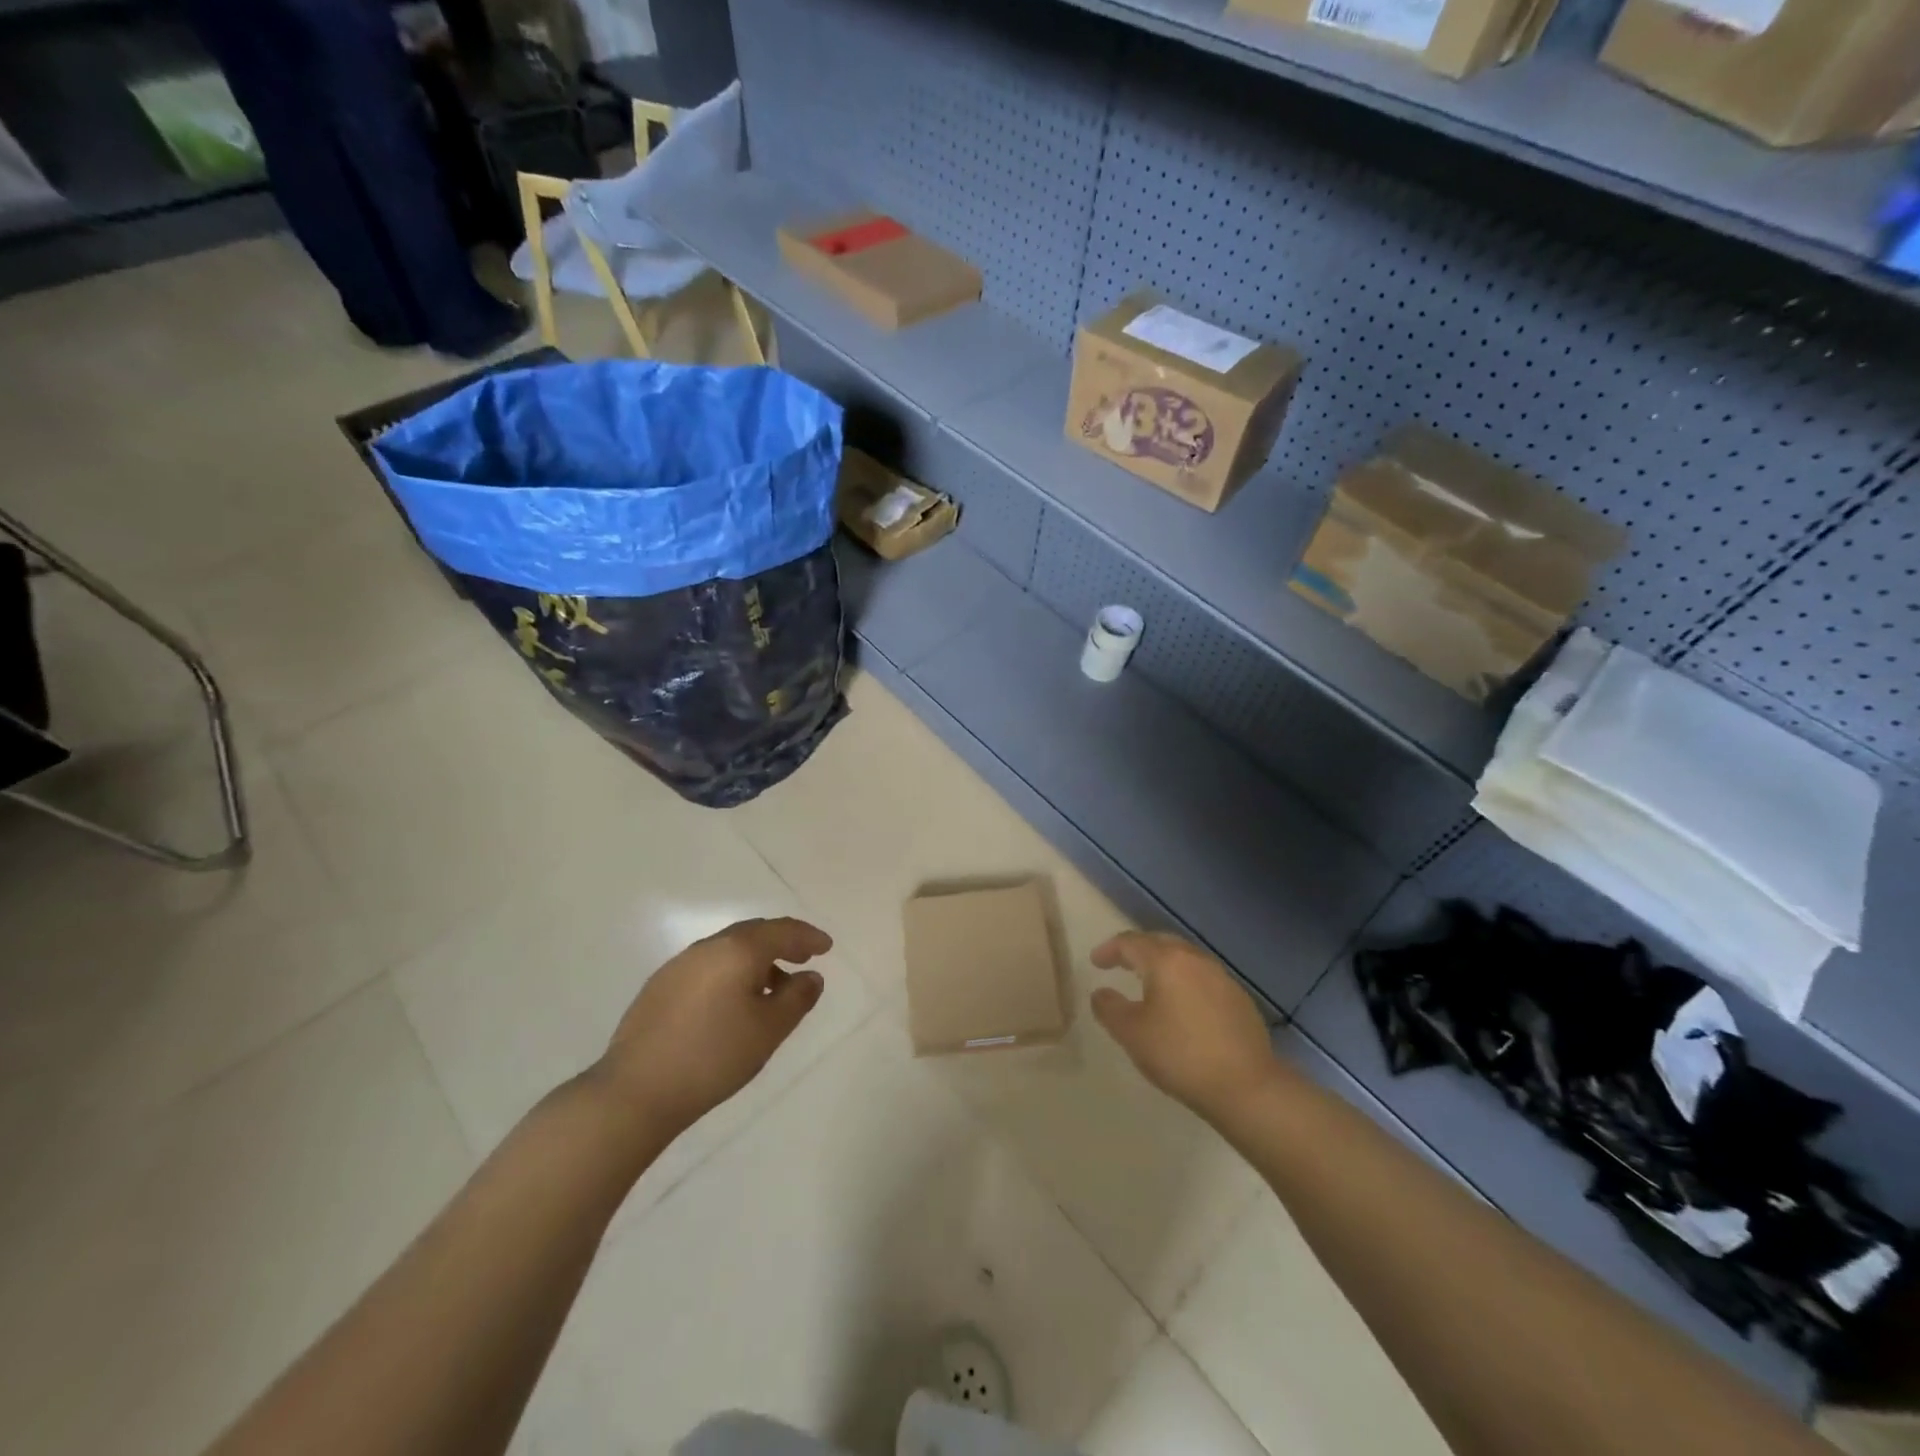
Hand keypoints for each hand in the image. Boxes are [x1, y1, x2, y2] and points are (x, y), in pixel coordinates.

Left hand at [593, 917, 831, 1137]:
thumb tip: (811, 976)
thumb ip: (797, 998)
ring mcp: (679, 966)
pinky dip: (730, 973)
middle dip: (782, 943)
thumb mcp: (769, 1030)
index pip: (782, 930)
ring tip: (771, 988)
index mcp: (737, 950)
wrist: (636, 1092)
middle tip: (803, 957)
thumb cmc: (714, 1056)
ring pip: (728, 950)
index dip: (808, 936)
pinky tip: (732, 1004)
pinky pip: (707, 967)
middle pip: (753, 933)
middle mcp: (707, 947)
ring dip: (755, 960)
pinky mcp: (659, 988)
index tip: (827, 947)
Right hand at [1091, 931, 1283, 1120]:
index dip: (1109, 949)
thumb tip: (1101, 992)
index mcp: (1166, 961)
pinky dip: (1185, 981)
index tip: (1096, 962)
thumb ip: (1109, 1008)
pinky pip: (1203, 978)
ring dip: (1163, 964)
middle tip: (1121, 963)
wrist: (1246, 1087)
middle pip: (1161, 942)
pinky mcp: (1239, 999)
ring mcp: (1221, 978)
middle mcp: (1195, 959)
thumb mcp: (1131, 1034)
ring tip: (1150, 982)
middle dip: (1138, 950)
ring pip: (1185, 958)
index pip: (1131, 943)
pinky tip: (1183, 1005)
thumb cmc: (1180, 1055)